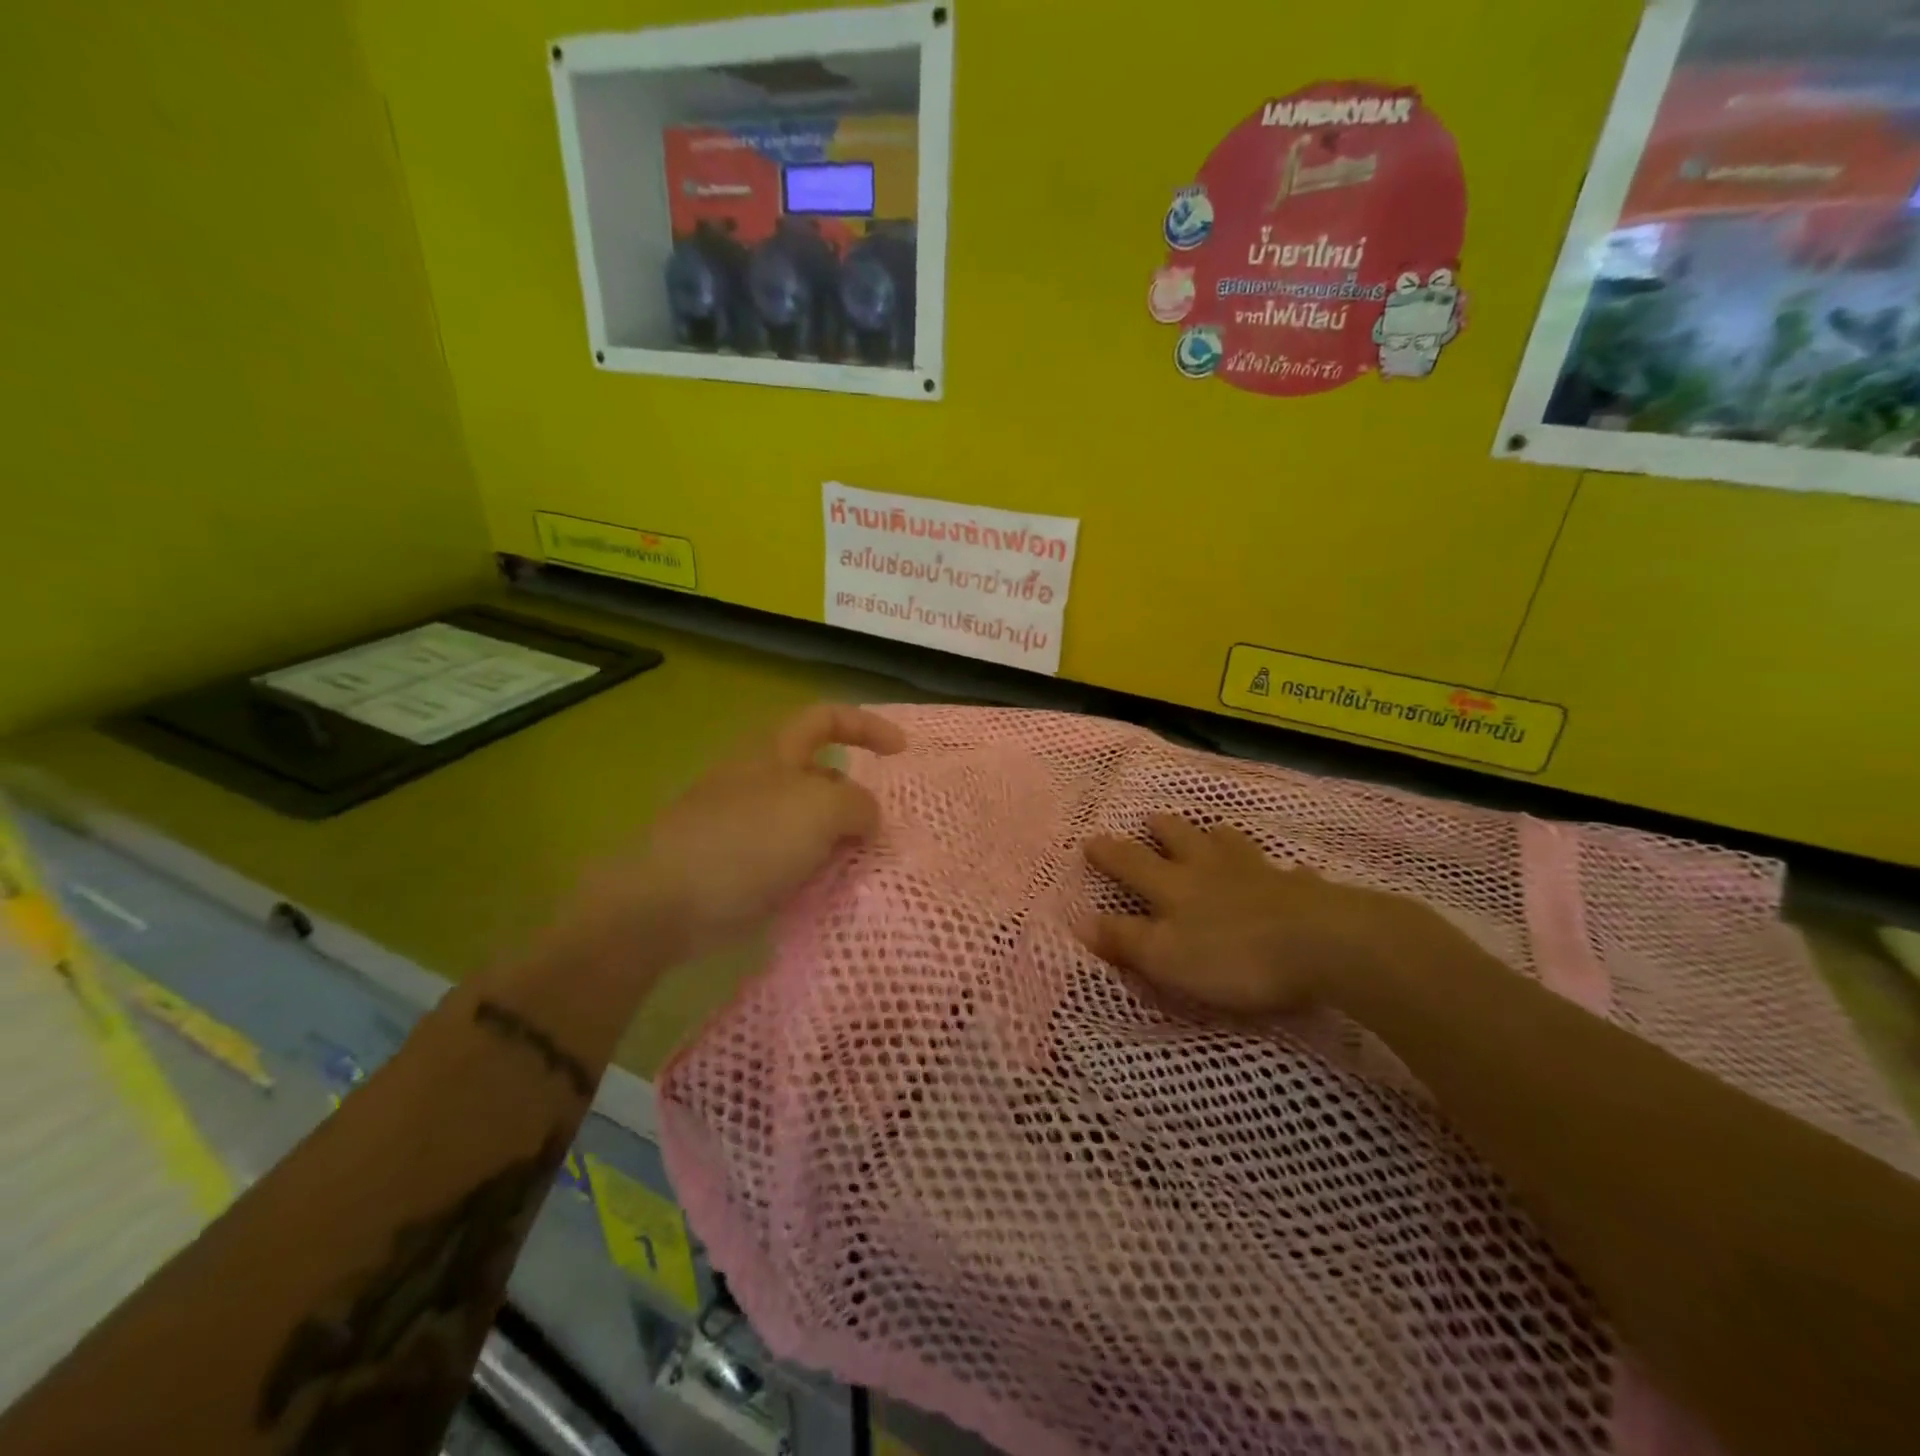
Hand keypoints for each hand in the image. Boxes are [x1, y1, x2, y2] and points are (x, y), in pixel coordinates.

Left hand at [564, 704, 906, 967]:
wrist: (665, 902)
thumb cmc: (747, 840)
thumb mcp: (820, 810)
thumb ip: (857, 805)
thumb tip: (866, 817)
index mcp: (774, 751)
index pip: (827, 717)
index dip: (867, 726)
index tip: (902, 752)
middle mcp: (759, 779)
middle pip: (820, 774)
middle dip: (854, 797)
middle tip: (881, 829)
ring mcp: (744, 823)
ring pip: (807, 821)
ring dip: (837, 839)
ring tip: (862, 865)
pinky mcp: (736, 864)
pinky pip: (789, 858)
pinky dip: (813, 869)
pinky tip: (828, 890)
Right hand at [1078, 814, 1415, 1018]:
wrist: (1321, 945)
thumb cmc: (1232, 955)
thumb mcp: (1165, 956)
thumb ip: (1125, 939)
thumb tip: (1081, 920)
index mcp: (1174, 886)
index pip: (1132, 863)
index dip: (1109, 853)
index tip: (1091, 840)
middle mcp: (1211, 870)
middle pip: (1182, 840)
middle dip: (1163, 830)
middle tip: (1152, 818)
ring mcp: (1258, 875)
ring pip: (1231, 845)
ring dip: (1216, 836)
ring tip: (1212, 830)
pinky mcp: (1301, 891)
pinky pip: (1288, 873)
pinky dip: (1283, 871)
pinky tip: (1291, 871)